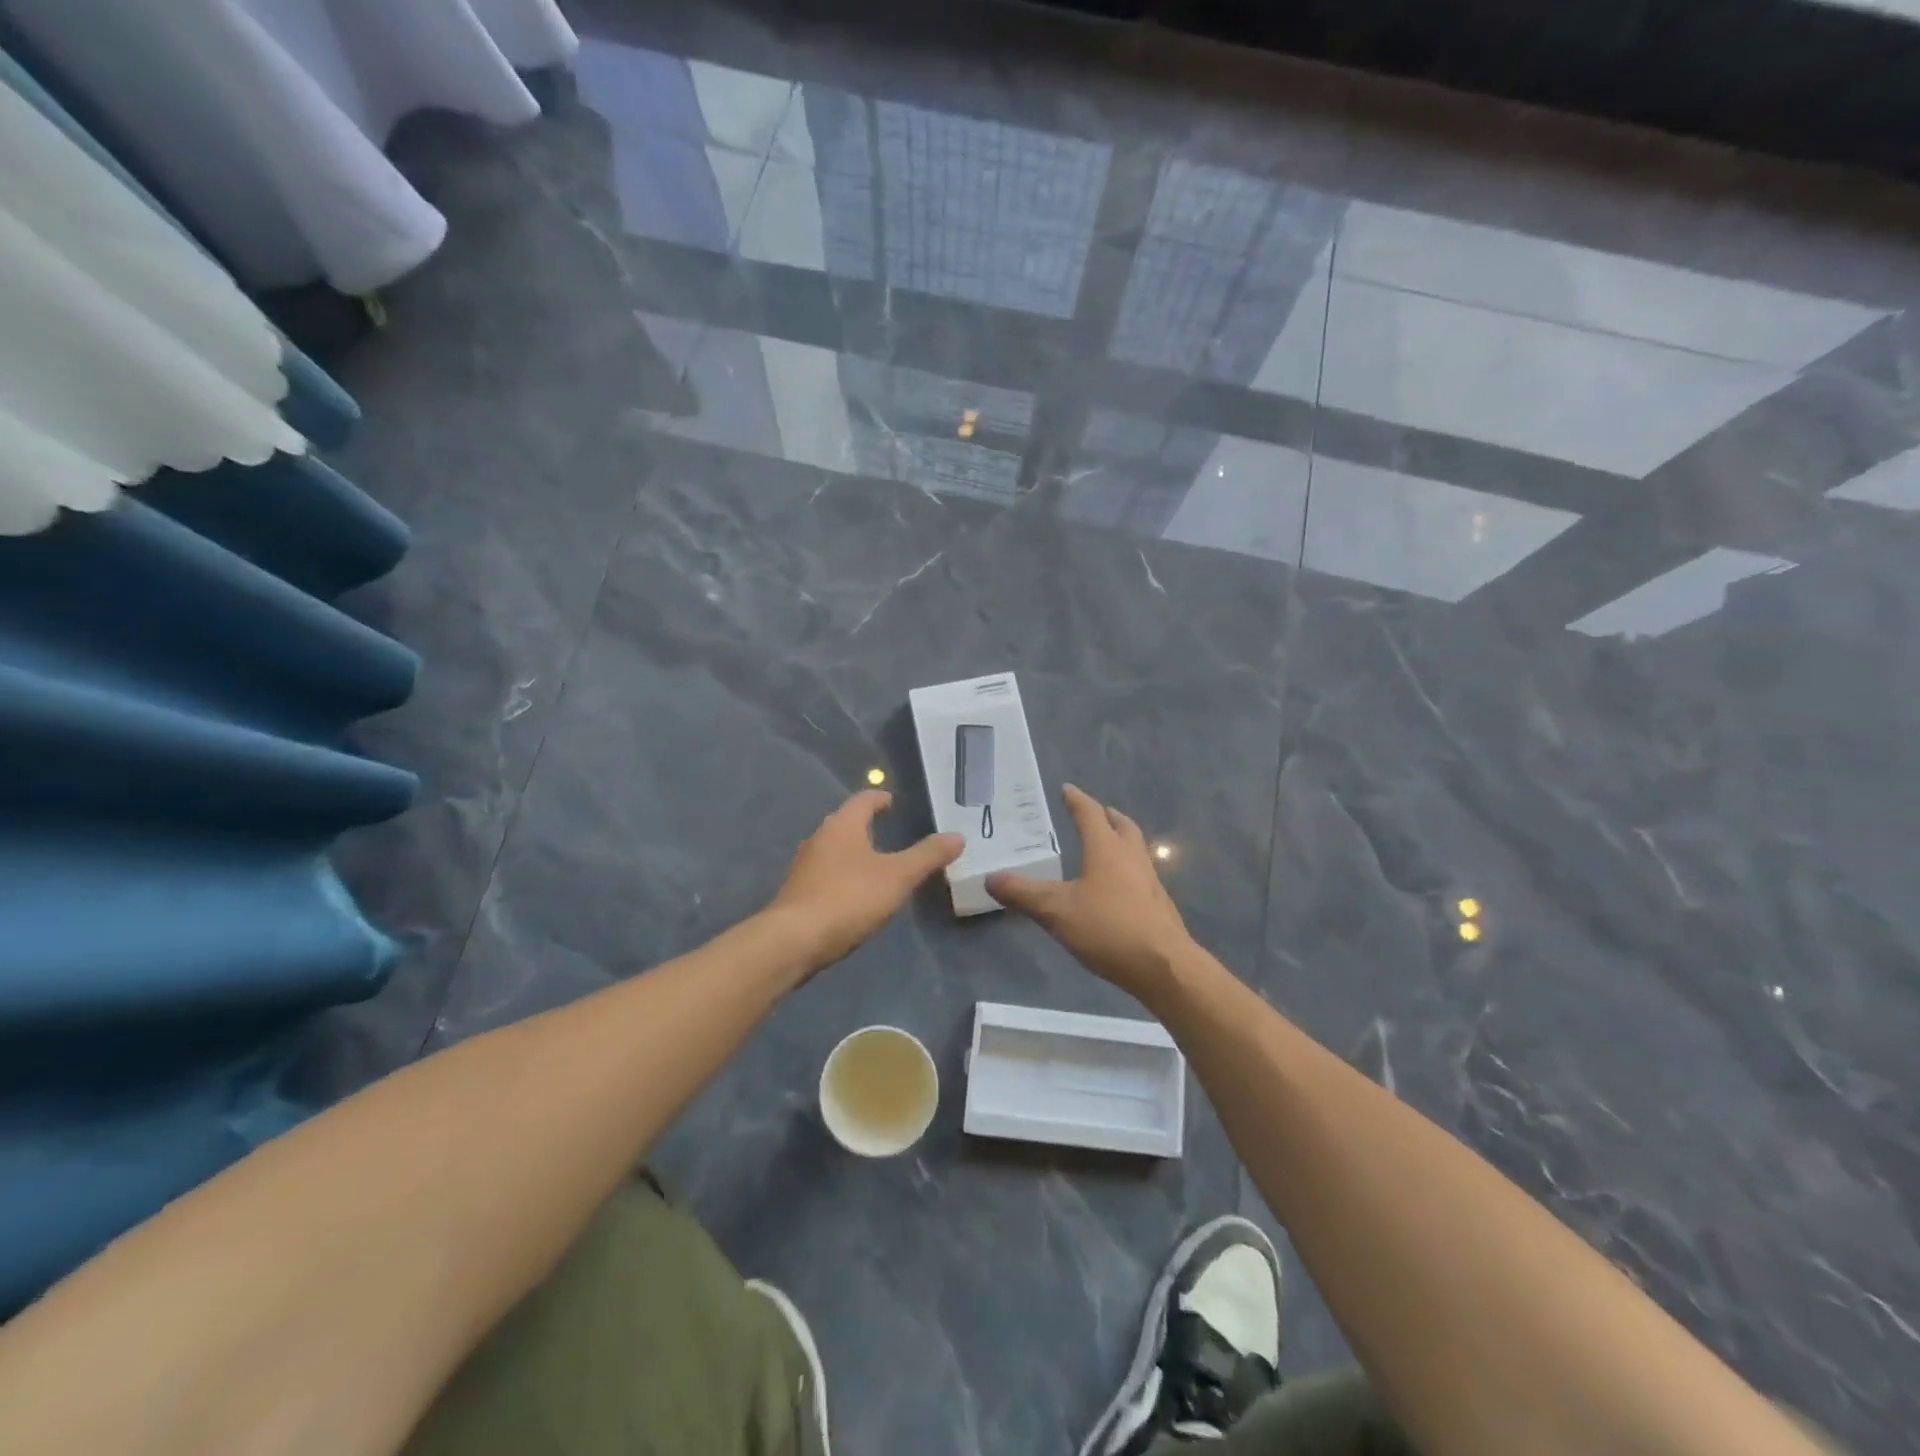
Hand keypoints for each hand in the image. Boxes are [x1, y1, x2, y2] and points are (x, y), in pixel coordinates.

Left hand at [768, 789, 962, 973]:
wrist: (793, 940)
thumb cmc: (848, 898)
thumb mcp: (898, 877)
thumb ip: (927, 856)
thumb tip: (957, 836)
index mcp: (842, 826)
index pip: (863, 800)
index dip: (879, 798)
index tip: (891, 801)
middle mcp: (819, 838)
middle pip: (845, 823)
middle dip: (865, 825)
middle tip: (888, 831)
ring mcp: (804, 866)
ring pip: (833, 849)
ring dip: (852, 851)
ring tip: (874, 863)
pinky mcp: (797, 892)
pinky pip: (825, 874)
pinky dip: (842, 875)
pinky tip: (853, 893)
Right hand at [987, 784, 1193, 1000]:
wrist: (1164, 966)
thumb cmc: (1108, 928)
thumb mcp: (1056, 911)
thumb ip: (1023, 894)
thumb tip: (991, 878)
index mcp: (1106, 849)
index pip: (1090, 814)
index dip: (1076, 800)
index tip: (1067, 789)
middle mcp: (1131, 857)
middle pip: (1122, 826)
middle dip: (1107, 816)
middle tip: (1095, 813)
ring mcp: (1150, 881)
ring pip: (1135, 849)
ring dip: (1120, 841)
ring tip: (1104, 848)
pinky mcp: (1159, 905)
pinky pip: (1140, 874)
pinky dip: (1126, 869)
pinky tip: (1116, 888)